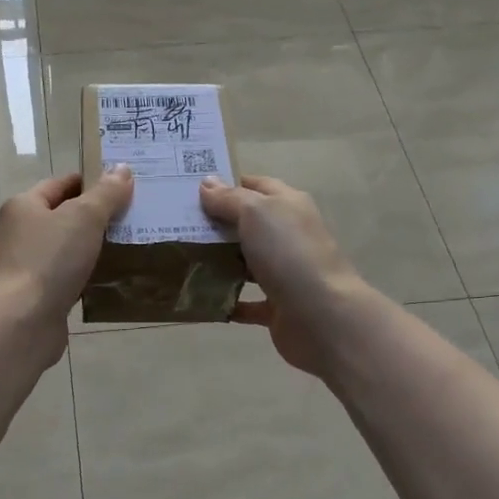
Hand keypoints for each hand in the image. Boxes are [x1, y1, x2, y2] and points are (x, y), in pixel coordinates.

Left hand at [0, 169, 134, 347]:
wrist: (23, 321)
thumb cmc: (50, 260)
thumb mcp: (84, 217)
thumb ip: (106, 193)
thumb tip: (122, 169)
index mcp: (23, 206)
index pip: (60, 184)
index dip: (91, 182)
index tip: (124, 188)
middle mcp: (18, 233)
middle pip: (63, 217)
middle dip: (95, 217)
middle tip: (132, 218)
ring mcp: (24, 266)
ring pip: (65, 250)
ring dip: (91, 249)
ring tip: (127, 248)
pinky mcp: (34, 296)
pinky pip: (65, 278)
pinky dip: (84, 277)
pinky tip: (108, 280)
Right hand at [198, 175, 377, 379]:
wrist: (321, 316)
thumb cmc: (288, 254)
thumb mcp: (256, 213)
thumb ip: (230, 198)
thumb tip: (207, 183)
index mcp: (289, 206)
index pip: (256, 186)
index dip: (227, 184)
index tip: (191, 190)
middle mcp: (289, 236)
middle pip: (249, 225)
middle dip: (216, 224)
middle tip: (177, 225)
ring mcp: (285, 272)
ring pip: (246, 262)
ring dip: (219, 262)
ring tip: (182, 259)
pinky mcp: (278, 306)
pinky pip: (246, 302)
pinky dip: (227, 301)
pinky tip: (201, 299)